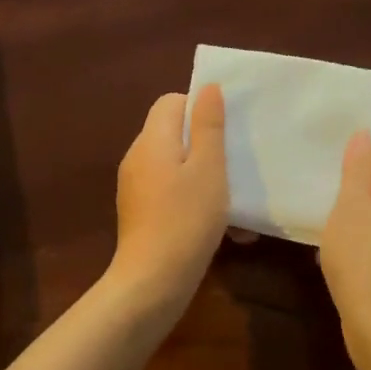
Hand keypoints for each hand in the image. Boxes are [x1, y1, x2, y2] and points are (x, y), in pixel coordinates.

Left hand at [109, 84, 229, 308]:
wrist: (153, 282)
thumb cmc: (186, 218)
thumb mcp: (208, 168)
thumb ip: (208, 126)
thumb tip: (207, 88)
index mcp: (151, 140)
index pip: (170, 102)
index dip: (199, 108)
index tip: (226, 130)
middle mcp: (137, 157)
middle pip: (172, 133)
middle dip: (206, 145)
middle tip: (235, 163)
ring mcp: (135, 187)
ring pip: (174, 166)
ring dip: (204, 177)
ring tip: (234, 200)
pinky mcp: (139, 213)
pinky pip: (169, 192)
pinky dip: (192, 199)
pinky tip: (220, 225)